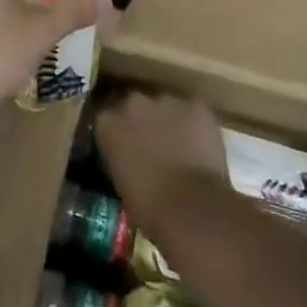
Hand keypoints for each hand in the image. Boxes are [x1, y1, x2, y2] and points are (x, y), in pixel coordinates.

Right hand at [96, 91, 228, 220]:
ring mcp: (165, 100)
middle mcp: (132, 101)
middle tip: (152, 141)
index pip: (106, 113)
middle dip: (141, 118)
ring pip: (165, 105)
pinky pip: (193, 111)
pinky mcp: (195, 105)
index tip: (124, 140)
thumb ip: (119, 154)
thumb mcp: (119, 177)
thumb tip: (127, 153)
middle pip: (134, 103)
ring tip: (179, 144)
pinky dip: (195, 124)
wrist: (190, 206)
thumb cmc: (148, 205)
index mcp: (107, 121)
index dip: (117, 127)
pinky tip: (200, 144)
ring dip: (168, 119)